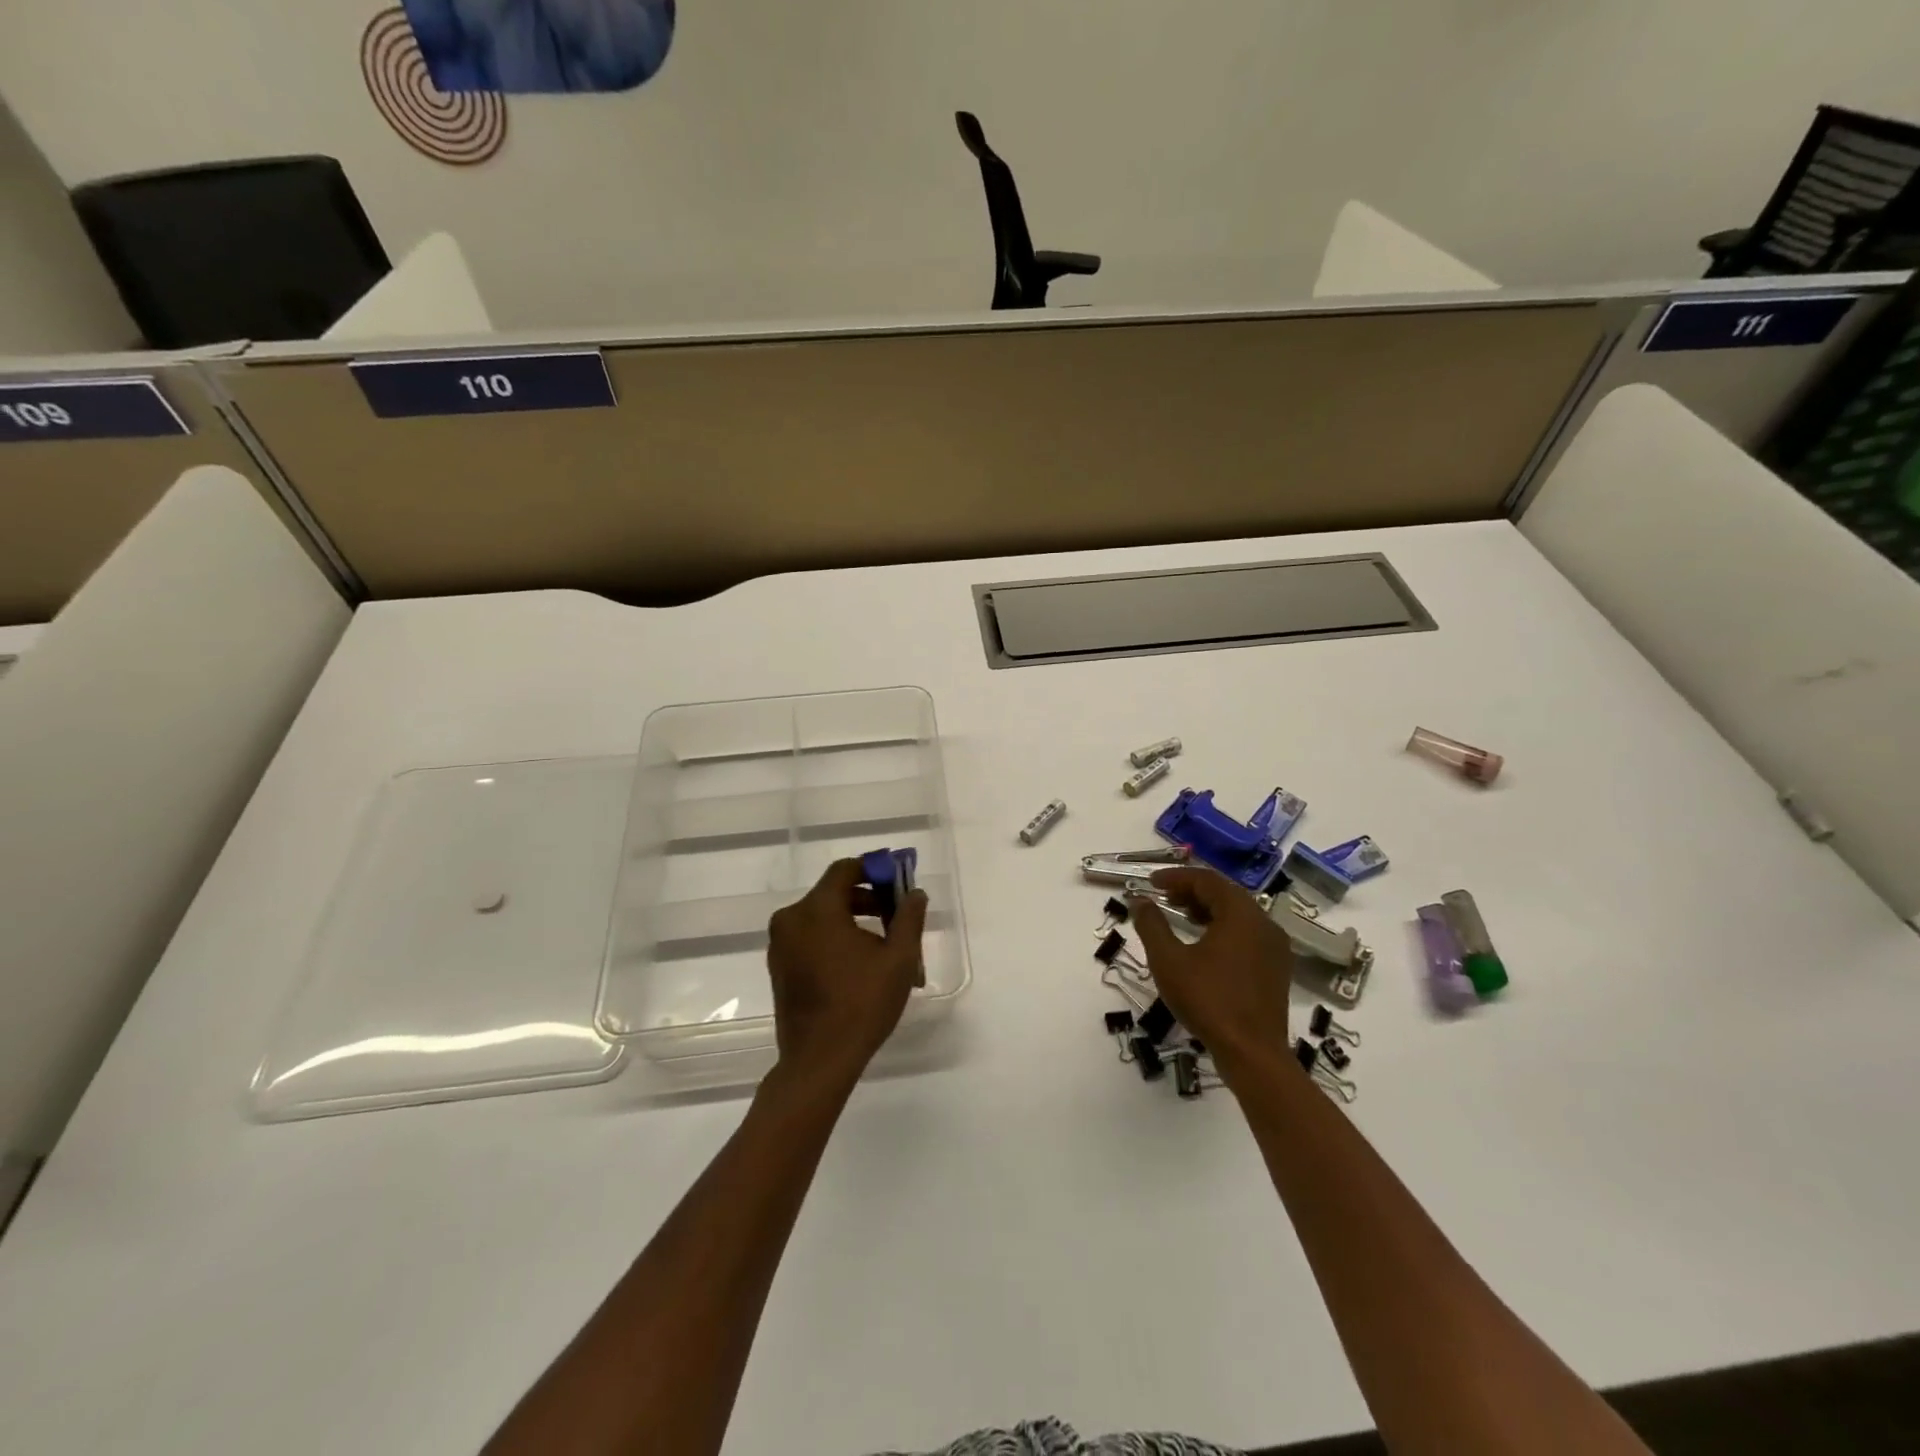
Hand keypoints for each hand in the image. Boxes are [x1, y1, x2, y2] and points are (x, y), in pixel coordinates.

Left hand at [766, 859, 927, 1089]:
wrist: (819, 1061)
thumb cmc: (862, 1004)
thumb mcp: (899, 959)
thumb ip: (909, 918)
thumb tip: (915, 893)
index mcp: (816, 910)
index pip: (845, 869)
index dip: (874, 870)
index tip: (897, 883)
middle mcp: (791, 919)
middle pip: (834, 893)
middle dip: (868, 899)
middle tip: (897, 918)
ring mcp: (780, 944)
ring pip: (822, 916)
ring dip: (853, 921)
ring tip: (884, 946)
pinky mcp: (779, 966)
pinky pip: (810, 937)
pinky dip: (834, 938)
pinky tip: (859, 964)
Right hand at [1128, 867, 1295, 1071]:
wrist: (1253, 1054)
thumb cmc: (1208, 1001)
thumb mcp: (1168, 961)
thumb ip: (1151, 925)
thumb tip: (1139, 901)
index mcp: (1241, 914)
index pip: (1206, 880)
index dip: (1176, 877)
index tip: (1150, 883)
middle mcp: (1264, 923)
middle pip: (1225, 893)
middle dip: (1191, 891)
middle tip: (1163, 898)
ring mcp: (1274, 946)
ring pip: (1238, 913)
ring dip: (1207, 909)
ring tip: (1180, 917)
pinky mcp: (1276, 967)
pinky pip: (1247, 933)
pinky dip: (1223, 928)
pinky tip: (1204, 944)